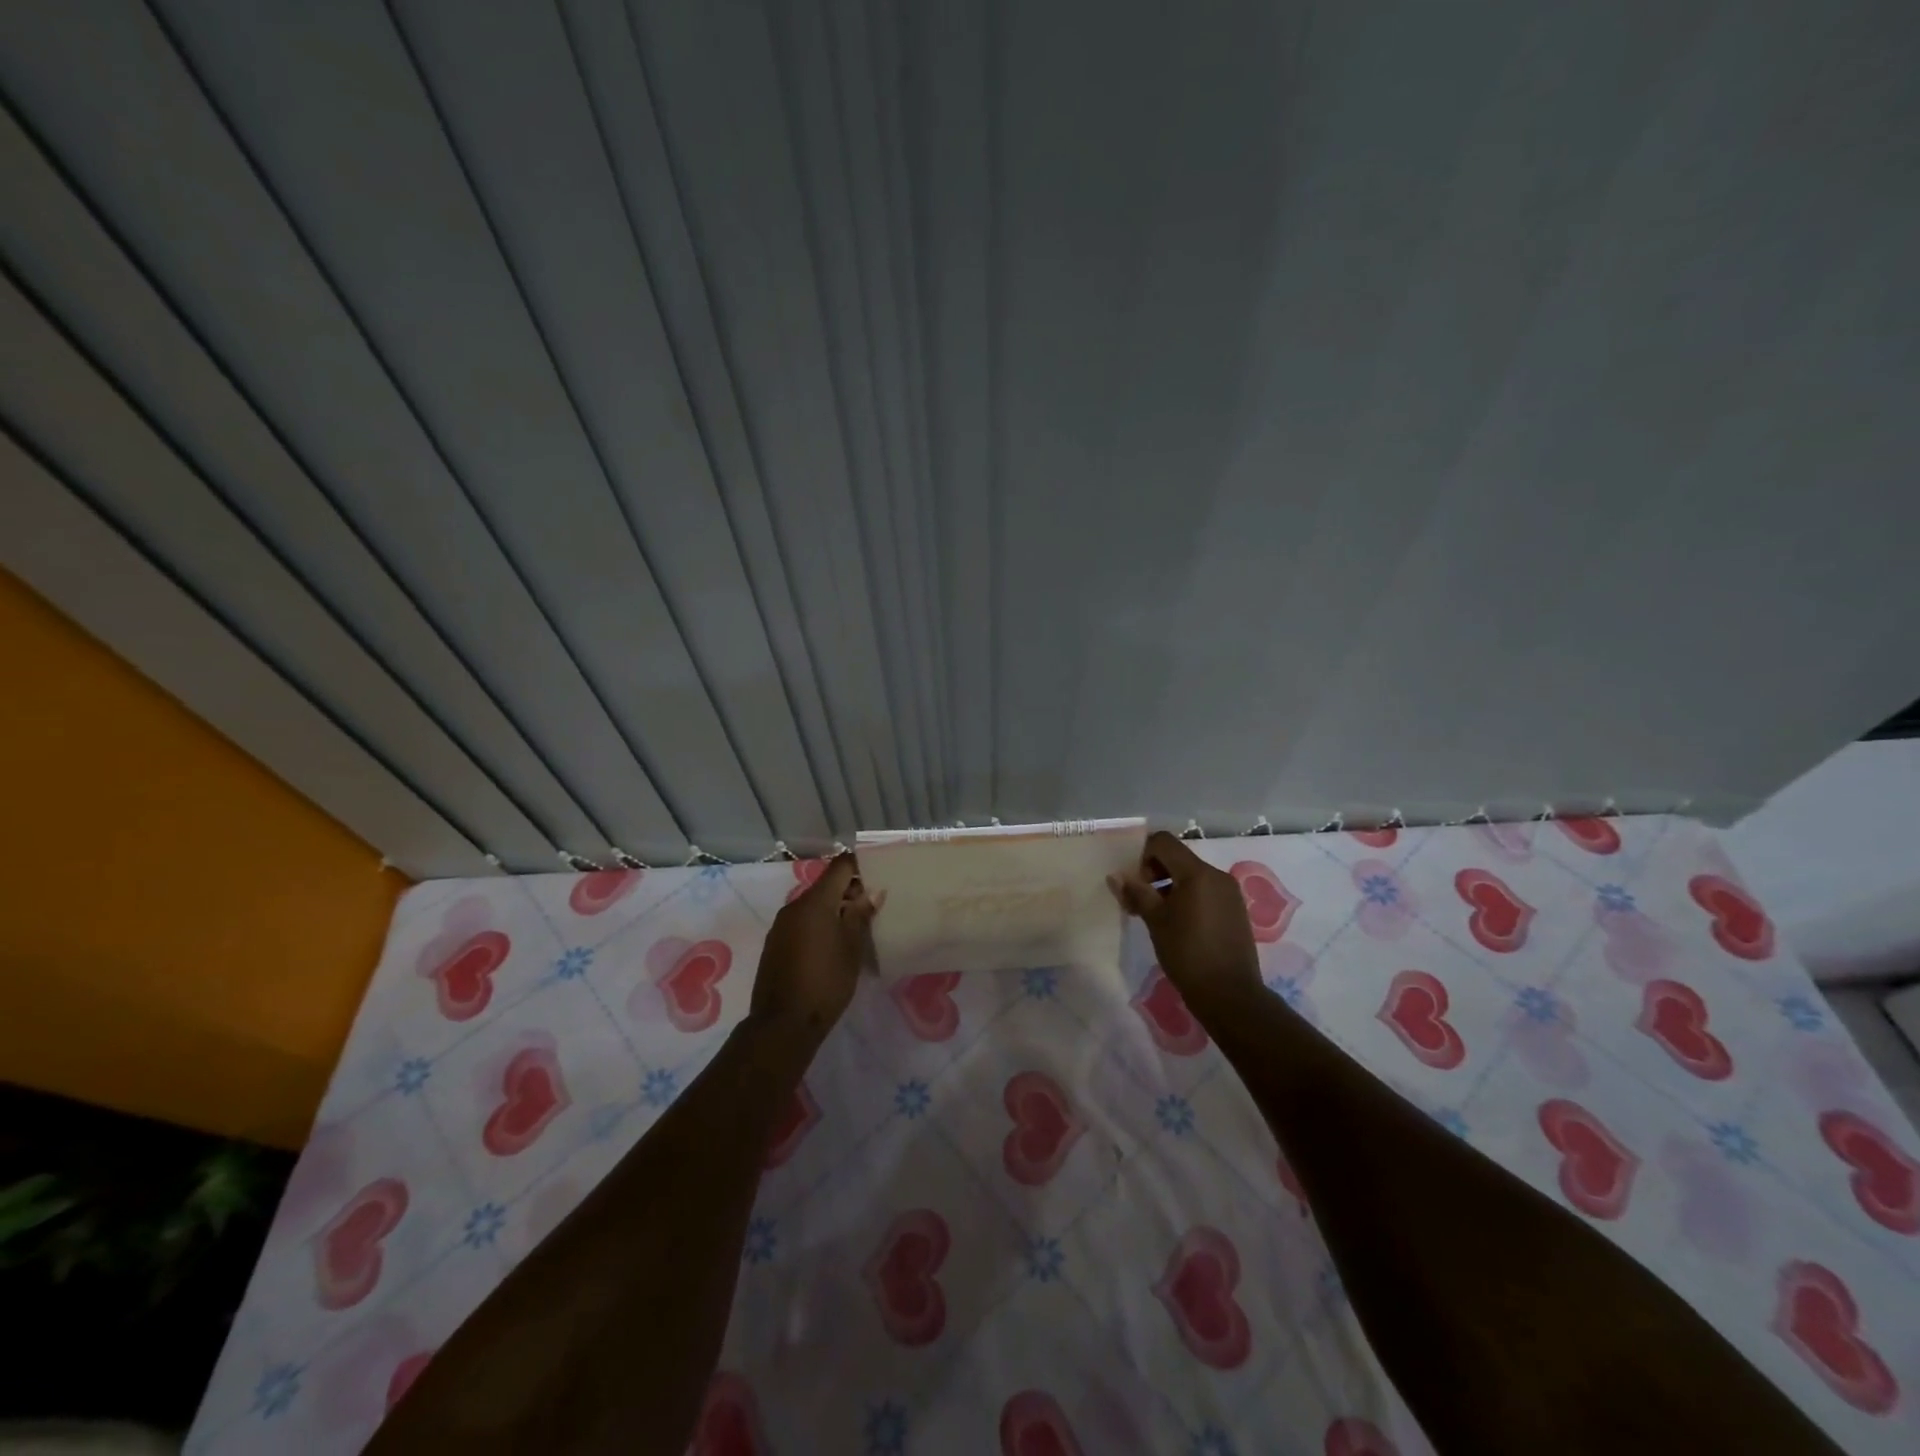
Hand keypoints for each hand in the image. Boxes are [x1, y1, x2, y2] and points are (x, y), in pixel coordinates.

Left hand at [749, 855, 880, 1046]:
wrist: (783, 1023)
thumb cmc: (826, 982)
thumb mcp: (852, 948)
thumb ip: (861, 915)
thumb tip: (872, 893)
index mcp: (815, 902)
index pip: (840, 866)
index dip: (860, 867)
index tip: (878, 878)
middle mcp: (794, 906)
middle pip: (826, 885)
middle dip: (849, 891)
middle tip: (872, 909)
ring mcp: (781, 925)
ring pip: (813, 905)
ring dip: (834, 909)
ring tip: (855, 929)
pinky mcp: (775, 943)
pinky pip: (802, 922)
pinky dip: (819, 924)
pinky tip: (832, 946)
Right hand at [1108, 831, 1263, 1023]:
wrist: (1230, 995)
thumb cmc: (1187, 954)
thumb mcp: (1156, 921)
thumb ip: (1136, 893)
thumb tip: (1116, 876)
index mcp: (1197, 873)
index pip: (1164, 842)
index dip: (1143, 854)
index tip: (1134, 881)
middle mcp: (1217, 875)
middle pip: (1178, 858)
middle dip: (1153, 872)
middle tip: (1138, 901)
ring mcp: (1229, 893)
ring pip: (1191, 876)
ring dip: (1169, 886)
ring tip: (1155, 916)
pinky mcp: (1235, 909)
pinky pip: (1205, 891)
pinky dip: (1187, 897)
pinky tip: (1178, 924)